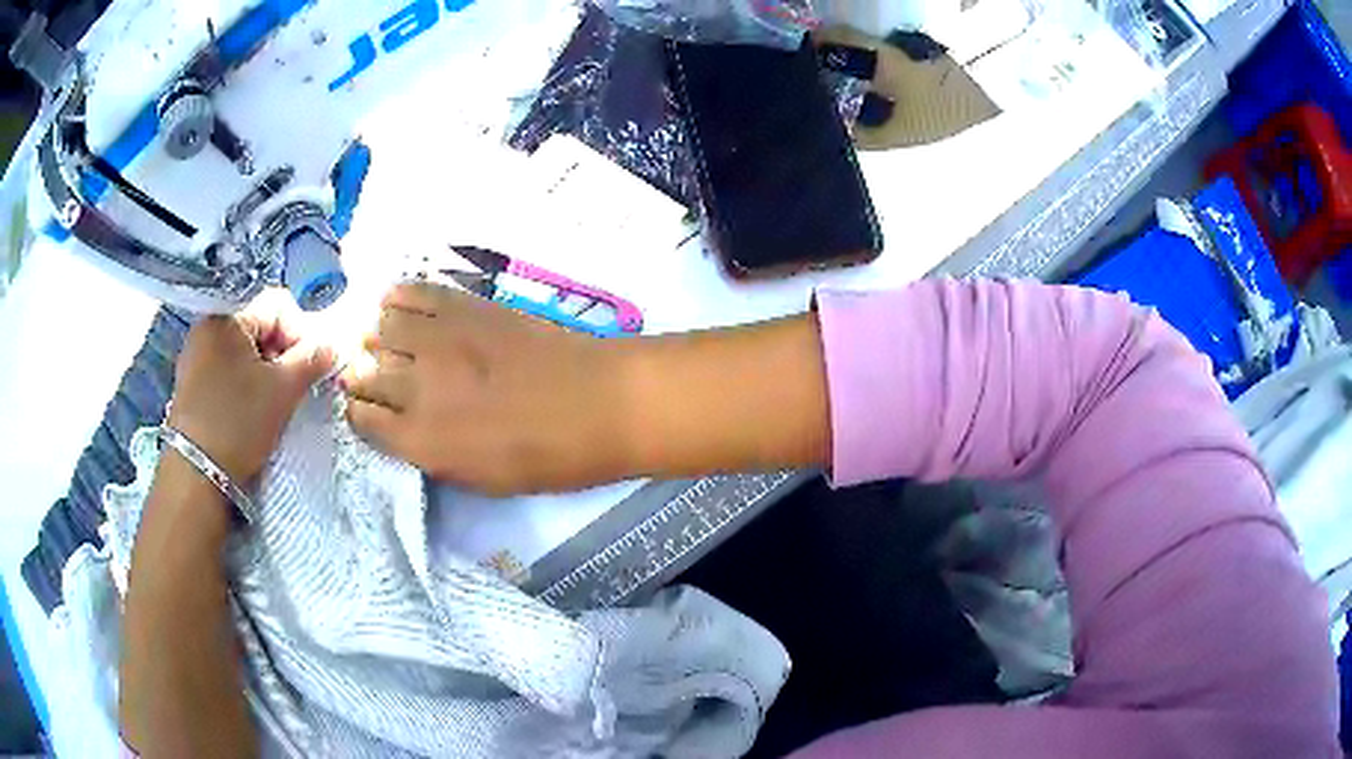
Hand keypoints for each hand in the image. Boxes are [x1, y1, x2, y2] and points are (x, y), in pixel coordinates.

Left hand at [168, 291, 336, 484]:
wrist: (196, 474)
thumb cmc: (239, 423)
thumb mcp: (283, 391)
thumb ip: (311, 360)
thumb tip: (331, 346)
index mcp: (228, 317)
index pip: (278, 307)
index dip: (300, 334)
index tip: (308, 369)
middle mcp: (207, 327)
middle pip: (260, 327)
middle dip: (281, 355)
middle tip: (291, 389)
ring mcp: (195, 355)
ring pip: (243, 350)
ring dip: (264, 371)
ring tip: (271, 403)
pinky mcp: (190, 382)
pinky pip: (226, 369)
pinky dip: (244, 383)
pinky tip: (249, 411)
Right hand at [343, 283, 631, 495]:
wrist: (598, 402)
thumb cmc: (549, 457)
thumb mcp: (482, 479)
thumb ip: (433, 453)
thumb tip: (405, 427)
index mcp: (421, 441)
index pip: (363, 420)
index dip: (360, 412)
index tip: (366, 408)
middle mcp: (417, 388)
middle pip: (364, 374)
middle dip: (361, 376)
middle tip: (369, 375)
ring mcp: (439, 341)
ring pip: (381, 329)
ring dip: (378, 337)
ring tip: (386, 340)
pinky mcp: (464, 306)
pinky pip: (415, 292)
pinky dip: (398, 296)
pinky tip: (395, 301)